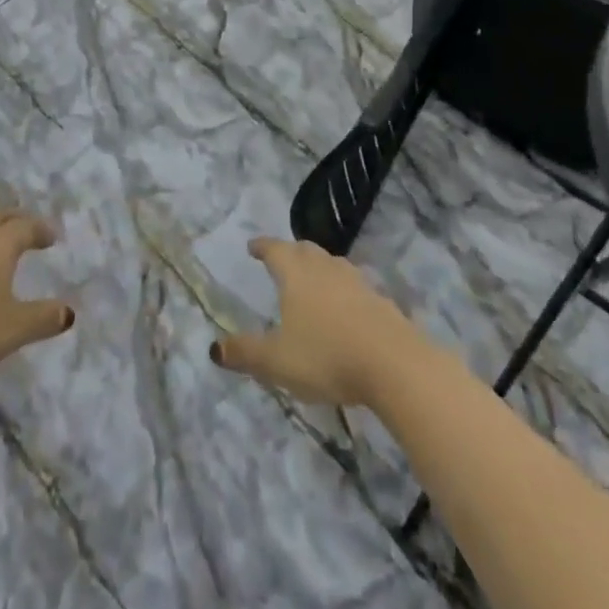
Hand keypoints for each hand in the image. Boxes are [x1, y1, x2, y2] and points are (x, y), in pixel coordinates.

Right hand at [211, 238, 425, 405]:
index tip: (252, 246)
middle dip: (290, 252)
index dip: (262, 246)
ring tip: (311, 281)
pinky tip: (344, 307)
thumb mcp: (277, 361)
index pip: (274, 249)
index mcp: (295, 273)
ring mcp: (356, 280)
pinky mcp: (380, 300)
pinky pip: (354, 285)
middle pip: (304, 250)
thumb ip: (246, 352)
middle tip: (280, 259)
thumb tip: (214, 348)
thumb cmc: (326, 355)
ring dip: (318, 268)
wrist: (394, 363)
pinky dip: (342, 290)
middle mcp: (325, 267)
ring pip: (331, 264)